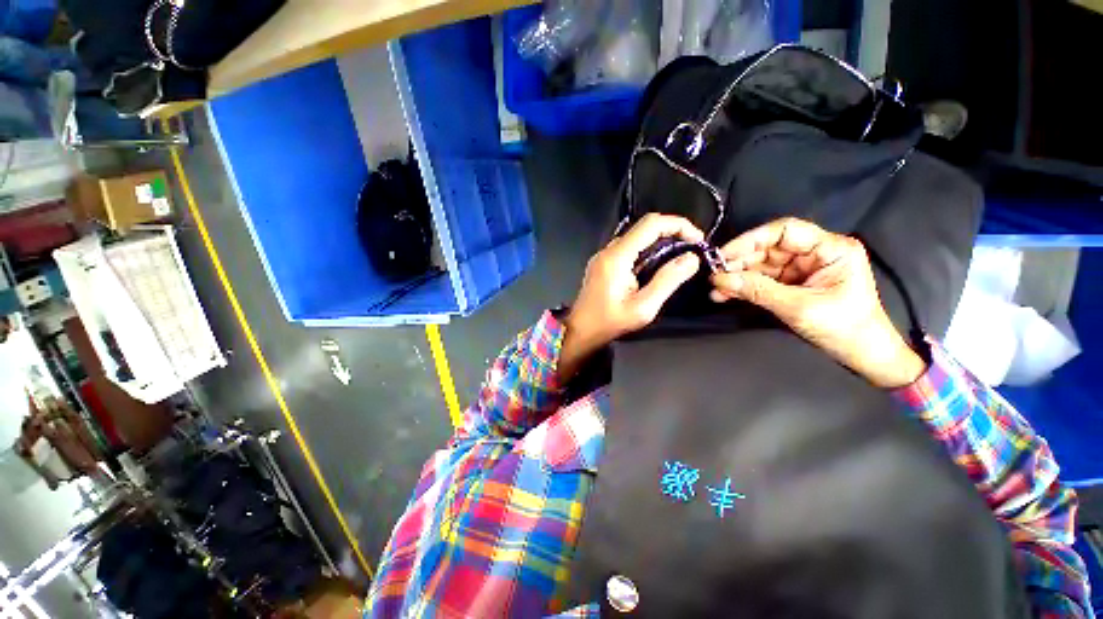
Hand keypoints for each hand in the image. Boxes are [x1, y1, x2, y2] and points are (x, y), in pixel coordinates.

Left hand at [560, 214, 703, 377]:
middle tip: (690, 248)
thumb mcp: (644, 307)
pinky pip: (627, 248)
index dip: (678, 225)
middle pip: (643, 227)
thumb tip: (691, 258)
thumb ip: (668, 280)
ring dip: (659, 241)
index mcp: (617, 257)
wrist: (581, 330)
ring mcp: (603, 256)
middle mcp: (608, 250)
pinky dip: (646, 250)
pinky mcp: (602, 263)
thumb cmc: (610, 322)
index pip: (651, 224)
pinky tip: (655, 265)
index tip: (697, 239)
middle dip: (671, 231)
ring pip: (635, 236)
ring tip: (677, 256)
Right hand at [709, 217, 926, 388]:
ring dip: (737, 276)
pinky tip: (724, 294)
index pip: (785, 231)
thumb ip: (758, 290)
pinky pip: (761, 280)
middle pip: (768, 248)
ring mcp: (802, 268)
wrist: (861, 355)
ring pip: (761, 265)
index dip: (751, 239)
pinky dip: (743, 287)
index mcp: (830, 249)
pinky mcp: (792, 283)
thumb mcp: (798, 308)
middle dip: (739, 262)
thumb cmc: (842, 329)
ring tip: (716, 289)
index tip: (724, 254)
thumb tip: (720, 278)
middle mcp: (815, 253)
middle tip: (714, 275)